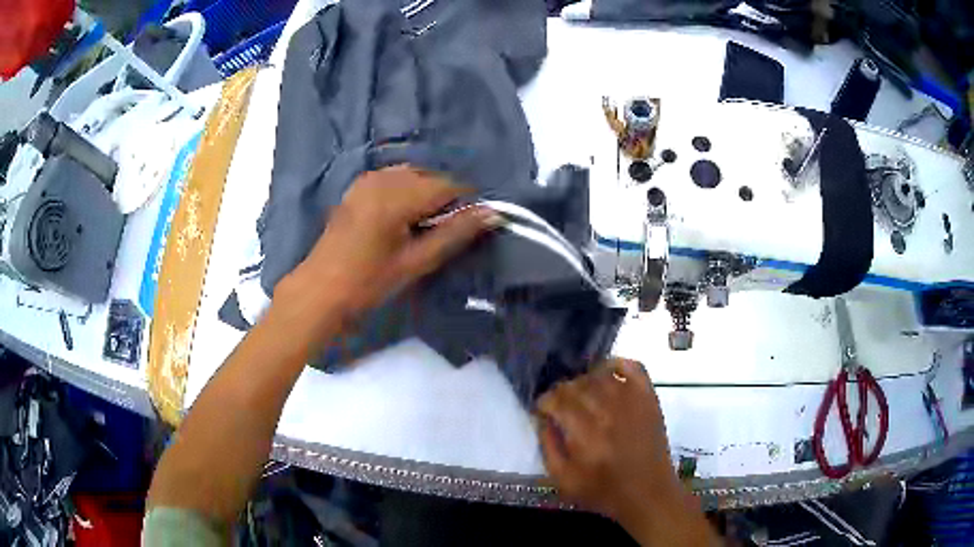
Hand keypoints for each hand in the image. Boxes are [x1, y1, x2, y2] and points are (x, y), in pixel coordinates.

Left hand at [274, 165, 499, 336]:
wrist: (320, 290)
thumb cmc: (368, 282)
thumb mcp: (416, 262)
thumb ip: (455, 233)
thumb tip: (492, 213)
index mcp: (397, 195)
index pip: (448, 185)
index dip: (464, 204)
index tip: (468, 227)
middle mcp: (383, 177)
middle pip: (430, 177)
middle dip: (443, 198)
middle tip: (441, 233)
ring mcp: (367, 179)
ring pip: (413, 175)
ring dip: (425, 194)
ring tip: (422, 227)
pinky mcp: (358, 186)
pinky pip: (393, 178)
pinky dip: (406, 191)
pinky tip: (401, 218)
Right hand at [537, 359, 715, 545]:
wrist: (648, 494)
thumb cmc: (603, 491)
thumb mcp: (563, 480)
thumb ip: (548, 447)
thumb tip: (542, 419)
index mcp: (585, 433)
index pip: (557, 399)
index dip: (544, 402)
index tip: (542, 410)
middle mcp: (608, 411)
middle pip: (576, 385)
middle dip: (561, 392)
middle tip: (560, 406)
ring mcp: (632, 401)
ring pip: (600, 375)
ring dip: (585, 380)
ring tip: (581, 395)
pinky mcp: (648, 398)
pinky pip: (633, 367)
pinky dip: (617, 363)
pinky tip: (606, 373)